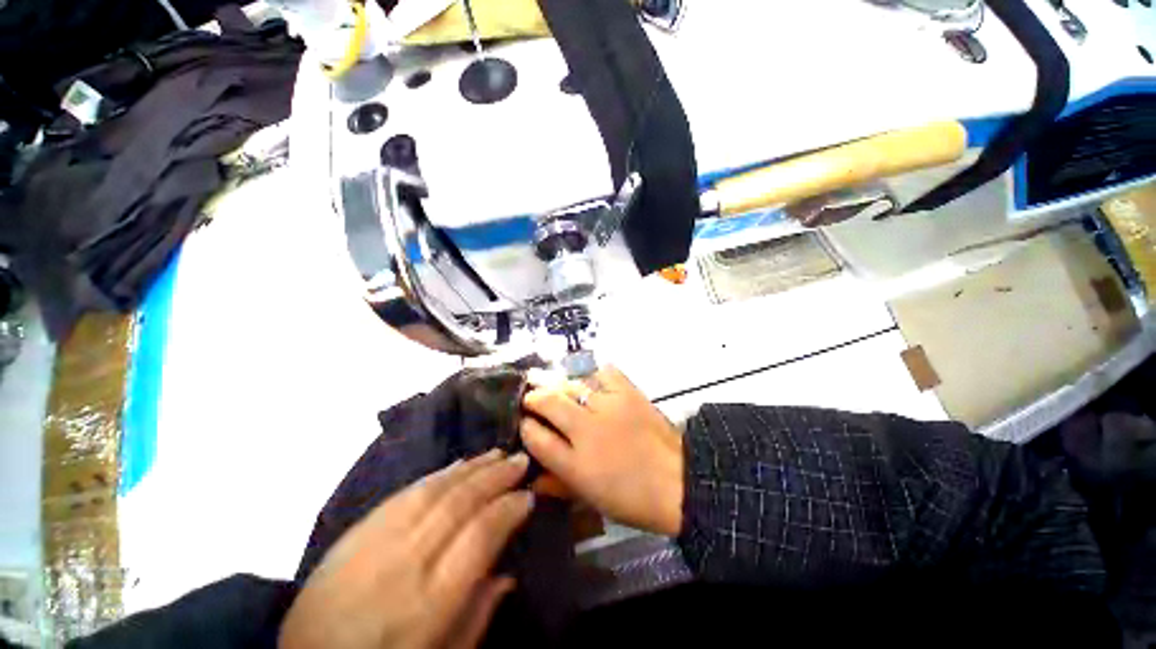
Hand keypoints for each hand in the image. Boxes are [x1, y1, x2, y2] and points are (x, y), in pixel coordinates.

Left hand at [280, 450, 533, 648]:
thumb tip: (507, 573)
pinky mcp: (357, 531)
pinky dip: (437, 475)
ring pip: (435, 490)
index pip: (481, 534)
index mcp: (430, 600)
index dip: (509, 508)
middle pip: (460, 503)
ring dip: (471, 467)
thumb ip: (477, 616)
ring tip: (496, 453)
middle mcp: (406, 561)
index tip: (528, 495)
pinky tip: (457, 464)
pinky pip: (405, 493)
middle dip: (496, 476)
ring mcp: (377, 541)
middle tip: (520, 460)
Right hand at [520, 366, 682, 535]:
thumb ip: (557, 484)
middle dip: (533, 398)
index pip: (535, 437)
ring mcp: (608, 407)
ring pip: (572, 385)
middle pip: (548, 402)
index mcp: (576, 464)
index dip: (525, 427)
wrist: (679, 482)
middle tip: (531, 399)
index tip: (524, 423)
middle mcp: (587, 430)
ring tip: (558, 391)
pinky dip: (595, 376)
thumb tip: (532, 477)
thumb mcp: (590, 499)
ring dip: (559, 387)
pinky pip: (604, 373)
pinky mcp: (628, 393)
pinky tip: (594, 384)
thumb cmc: (632, 498)